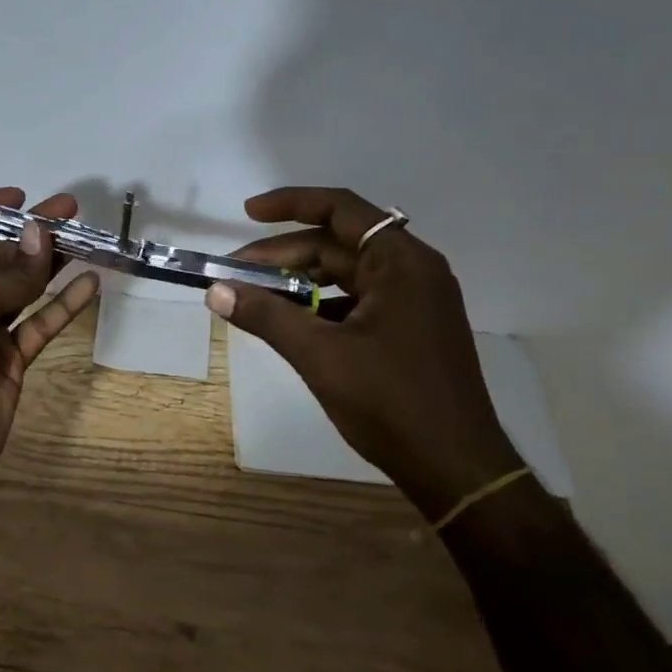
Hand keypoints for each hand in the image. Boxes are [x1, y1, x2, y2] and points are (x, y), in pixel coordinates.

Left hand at [0, 187, 100, 500]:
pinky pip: (38, 325)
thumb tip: (41, 234)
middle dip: (28, 234)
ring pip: (21, 289)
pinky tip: (90, 283)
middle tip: (70, 210)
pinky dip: (62, 306)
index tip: (20, 196)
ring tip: (86, 238)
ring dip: (50, 264)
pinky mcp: (8, 360)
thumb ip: (10, 273)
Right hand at [208, 186, 520, 519]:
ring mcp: (415, 301)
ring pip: (346, 274)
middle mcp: (413, 271)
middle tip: (234, 275)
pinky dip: (321, 304)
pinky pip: (358, 300)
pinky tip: (291, 322)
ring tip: (255, 297)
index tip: (247, 213)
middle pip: (338, 244)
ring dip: (300, 280)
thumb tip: (215, 291)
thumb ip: (267, 316)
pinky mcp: (411, 329)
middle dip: (283, 254)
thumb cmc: (391, 402)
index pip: (341, 209)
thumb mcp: (320, 355)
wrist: (456, 467)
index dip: (290, 204)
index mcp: (401, 263)